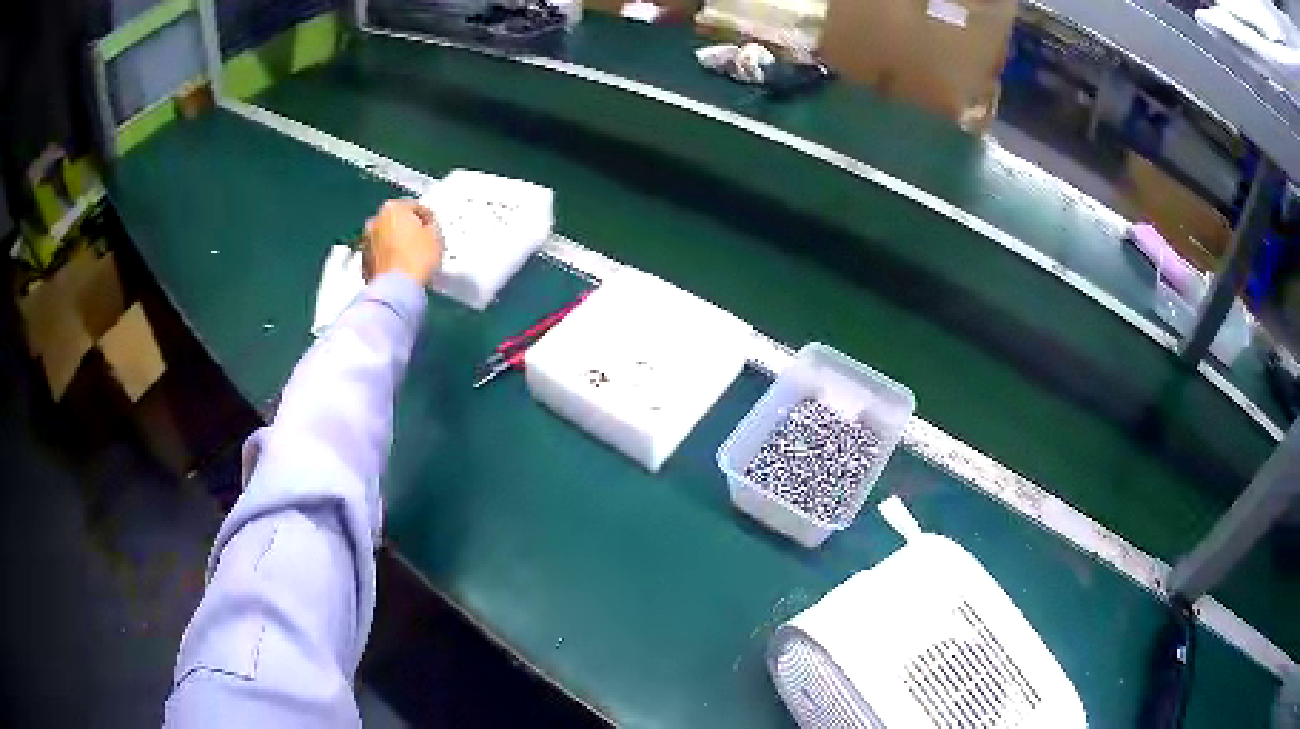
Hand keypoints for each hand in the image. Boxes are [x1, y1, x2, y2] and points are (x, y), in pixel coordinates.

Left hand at [362, 199, 442, 285]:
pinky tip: (401, 268)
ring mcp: (366, 243)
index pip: (415, 207)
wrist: (397, 288)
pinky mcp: (364, 263)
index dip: (427, 218)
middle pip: (396, 222)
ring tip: (412, 257)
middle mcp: (374, 222)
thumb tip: (428, 227)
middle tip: (422, 241)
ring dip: (396, 244)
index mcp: (392, 208)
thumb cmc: (416, 258)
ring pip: (385, 239)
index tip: (433, 227)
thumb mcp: (436, 235)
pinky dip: (388, 259)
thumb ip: (431, 224)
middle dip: (407, 230)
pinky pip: (379, 256)